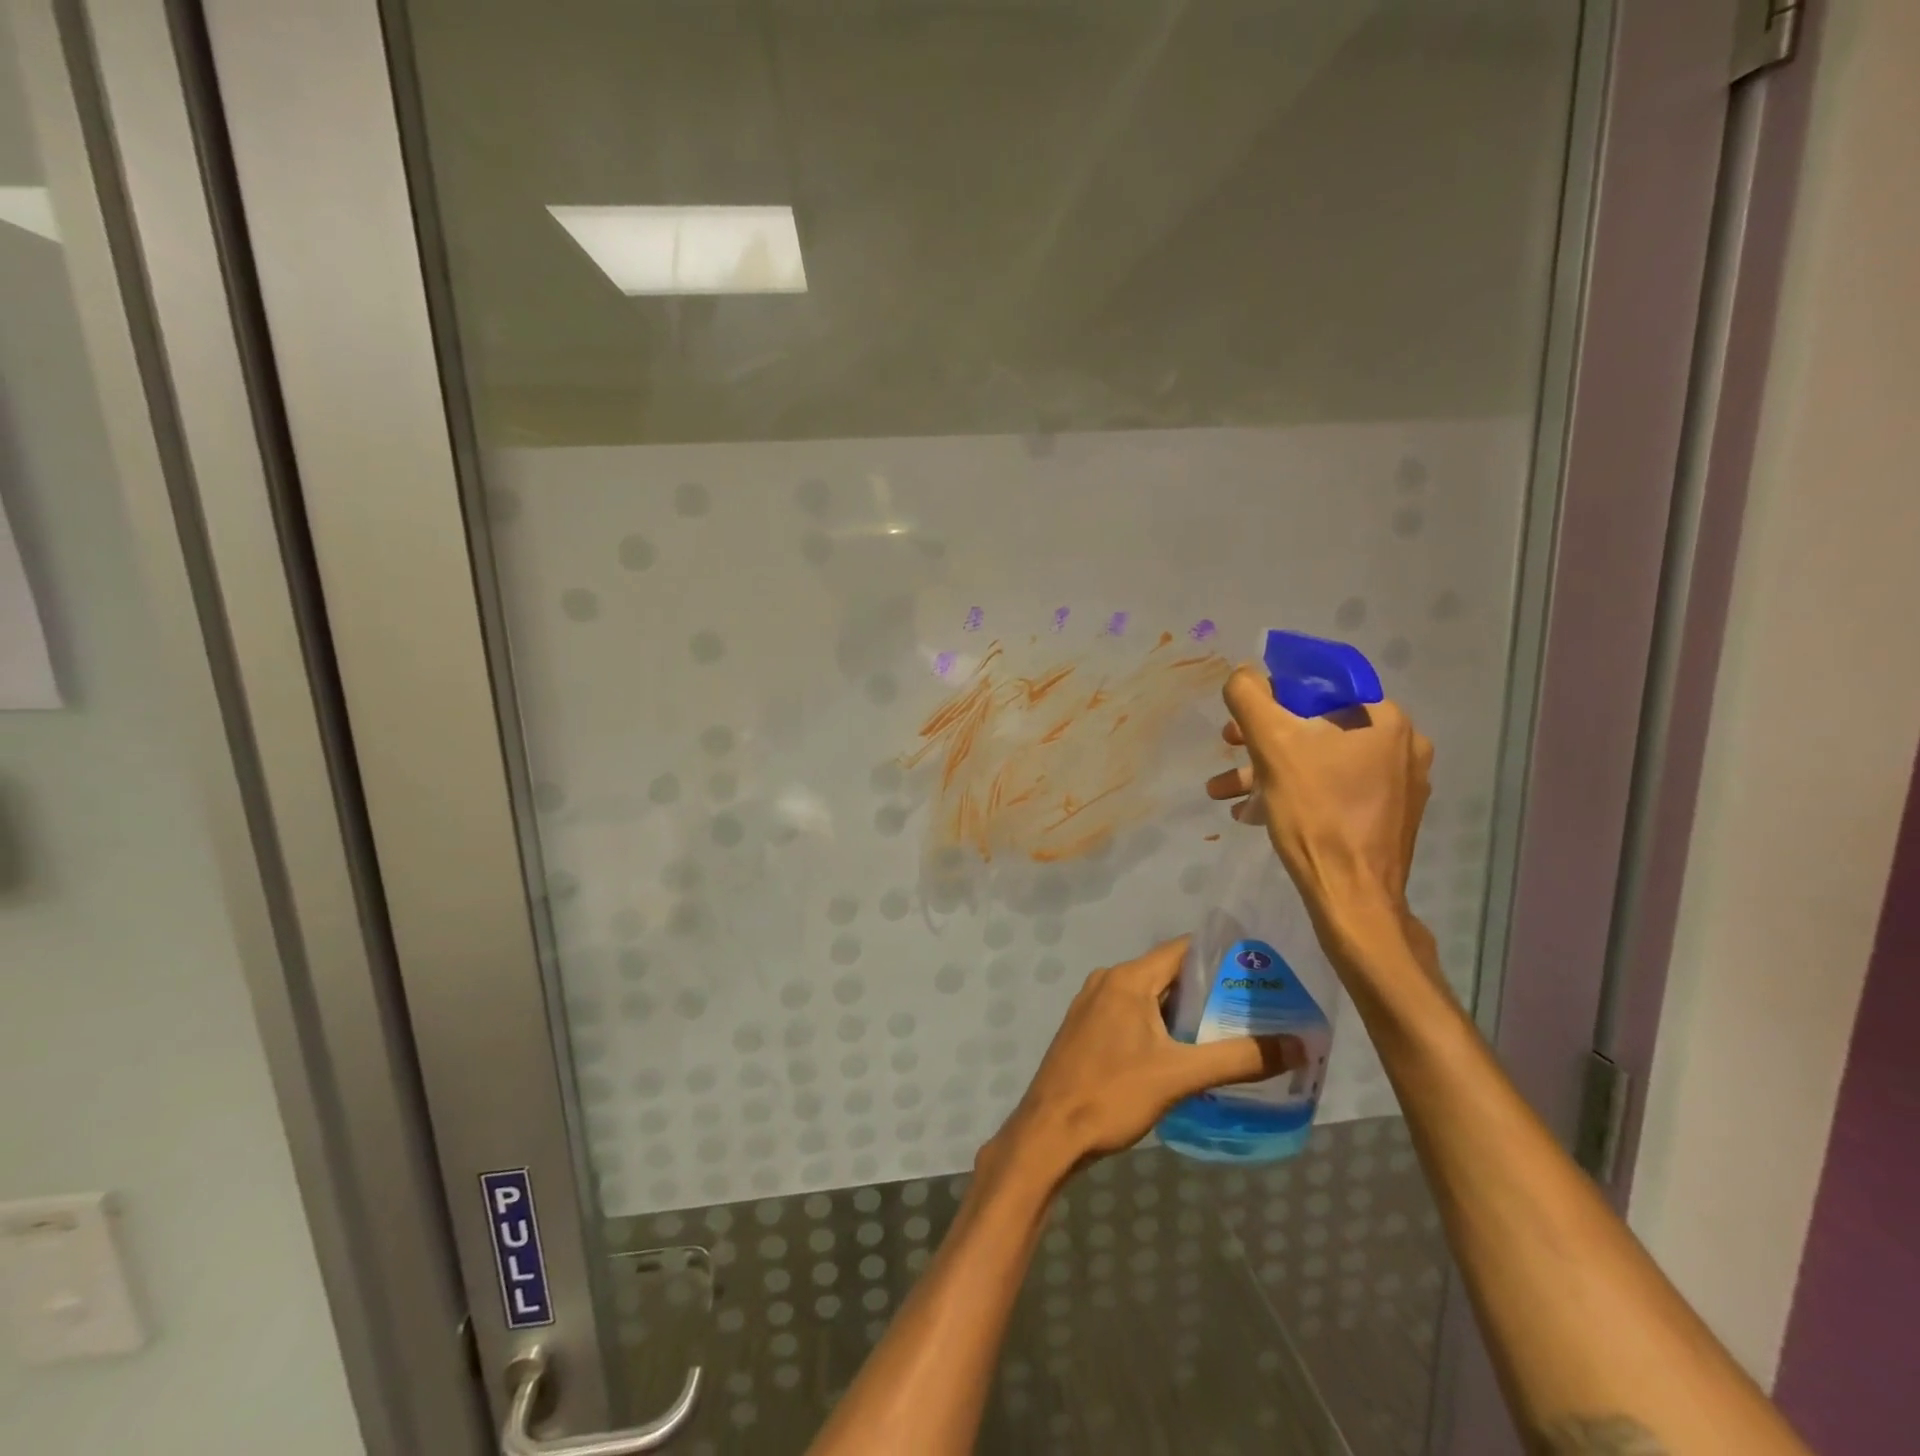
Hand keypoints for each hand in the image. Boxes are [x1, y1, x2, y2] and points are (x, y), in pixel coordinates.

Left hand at [982, 938, 1298, 1189]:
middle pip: (1168, 974)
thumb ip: (1239, 1058)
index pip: (1182, 950)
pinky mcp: (1087, 1031)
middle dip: (1210, 990)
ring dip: (1186, 1012)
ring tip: (1231, 1032)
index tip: (1260, 973)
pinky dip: (1161, 1026)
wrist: (1048, 1134)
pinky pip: (1133, 1016)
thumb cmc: (1112, 1094)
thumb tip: (1298, 1045)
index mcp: (1127, 978)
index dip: (1222, 957)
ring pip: (1150, 998)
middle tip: (1255, 1009)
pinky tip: (1186, 1053)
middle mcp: (1108, 981)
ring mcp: (1093, 1006)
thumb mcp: (1180, 1076)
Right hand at [1205, 666, 1434, 957]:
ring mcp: (1399, 784)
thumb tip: (1243, 675)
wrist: (1351, 897)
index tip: (1244, 715)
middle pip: (1317, 724)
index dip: (1275, 693)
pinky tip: (1253, 812)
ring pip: (1320, 759)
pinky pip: (1333, 788)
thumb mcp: (1271, 745)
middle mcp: (1402, 744)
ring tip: (1224, 791)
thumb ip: (1250, 698)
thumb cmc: (1315, 813)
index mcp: (1384, 718)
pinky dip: (1293, 791)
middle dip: (1263, 738)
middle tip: (1229, 747)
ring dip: (1268, 770)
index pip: (1321, 684)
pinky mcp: (1387, 816)